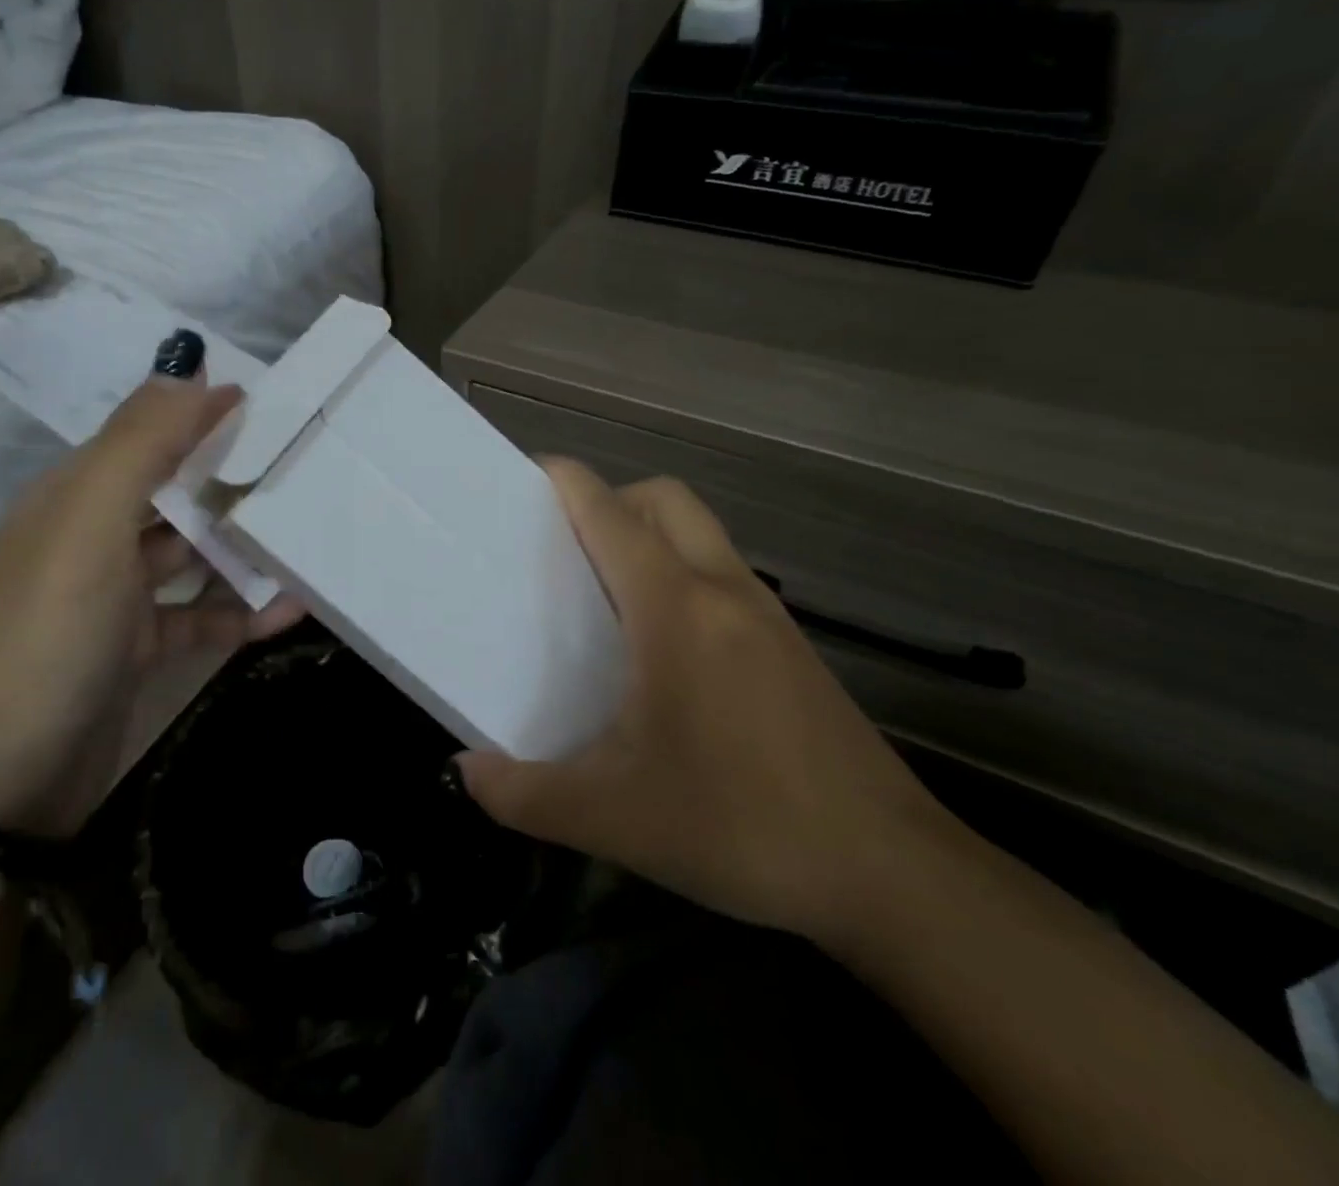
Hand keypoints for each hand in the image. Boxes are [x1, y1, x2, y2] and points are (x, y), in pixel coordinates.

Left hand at [0, 329, 302, 836]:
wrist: (1, 782)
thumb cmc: (49, 636)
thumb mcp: (90, 526)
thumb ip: (141, 444)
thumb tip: (191, 365)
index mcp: (74, 496)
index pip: (148, 434)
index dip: (204, 414)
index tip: (275, 406)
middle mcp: (94, 537)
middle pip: (176, 492)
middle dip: (234, 480)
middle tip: (306, 470)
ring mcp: (115, 597)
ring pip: (193, 554)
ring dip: (246, 547)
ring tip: (311, 536)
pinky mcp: (136, 649)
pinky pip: (200, 614)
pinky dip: (241, 610)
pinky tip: (292, 610)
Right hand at [457, 460, 949, 943]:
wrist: (892, 876)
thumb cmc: (742, 825)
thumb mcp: (613, 817)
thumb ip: (524, 794)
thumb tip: (466, 774)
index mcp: (674, 607)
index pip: (609, 511)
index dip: (563, 481)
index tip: (518, 482)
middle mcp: (722, 589)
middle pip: (662, 499)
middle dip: (609, 500)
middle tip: (562, 549)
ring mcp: (766, 614)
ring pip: (700, 532)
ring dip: (649, 536)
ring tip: (602, 596)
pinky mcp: (792, 646)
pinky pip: (722, 574)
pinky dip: (681, 574)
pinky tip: (661, 648)